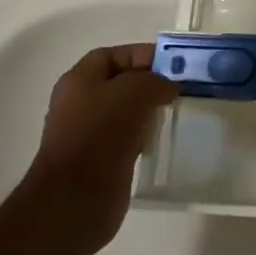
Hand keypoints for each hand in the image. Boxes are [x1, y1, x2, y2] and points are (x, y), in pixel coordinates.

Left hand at [25, 44, 174, 254]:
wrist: (75, 199)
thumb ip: (155, 80)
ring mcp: (89, 133)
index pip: (115, 55)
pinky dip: (144, 135)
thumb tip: (169, 87)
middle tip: (181, 87)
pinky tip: (160, 138)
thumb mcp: (133, 92)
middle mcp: (81, 103)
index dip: (143, 55)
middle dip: (150, 83)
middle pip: (121, 83)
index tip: (173, 65)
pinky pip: (127, 137)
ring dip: (149, 110)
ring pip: (126, 111)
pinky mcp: (100, 160)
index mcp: (80, 80)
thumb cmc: (100, 134)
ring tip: (176, 110)